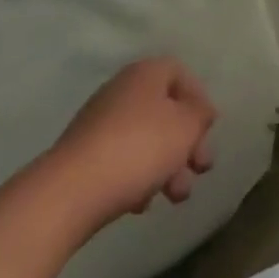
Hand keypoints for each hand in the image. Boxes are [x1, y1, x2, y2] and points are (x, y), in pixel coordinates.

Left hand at [46, 58, 216, 227]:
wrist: (69, 193)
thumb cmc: (139, 148)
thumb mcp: (186, 127)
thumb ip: (200, 115)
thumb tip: (201, 111)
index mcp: (146, 73)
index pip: (182, 75)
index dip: (200, 101)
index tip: (208, 131)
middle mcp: (121, 91)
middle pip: (165, 111)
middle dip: (186, 143)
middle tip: (200, 170)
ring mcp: (98, 124)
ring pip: (145, 139)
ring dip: (167, 166)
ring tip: (175, 197)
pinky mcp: (81, 158)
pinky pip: (120, 161)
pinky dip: (137, 178)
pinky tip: (142, 204)